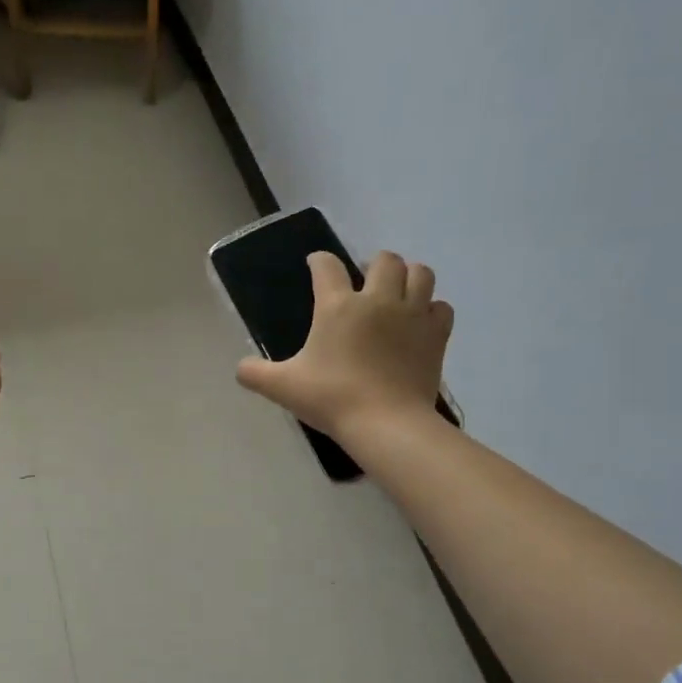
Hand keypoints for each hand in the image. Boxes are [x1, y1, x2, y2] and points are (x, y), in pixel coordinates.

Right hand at [236, 251, 451, 443]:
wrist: (386, 423)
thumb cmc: (331, 398)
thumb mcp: (283, 387)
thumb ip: (255, 373)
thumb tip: (240, 369)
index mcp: (337, 306)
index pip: (327, 266)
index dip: (319, 261)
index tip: (315, 265)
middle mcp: (378, 300)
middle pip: (385, 259)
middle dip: (373, 264)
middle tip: (364, 281)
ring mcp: (412, 315)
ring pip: (421, 273)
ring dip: (408, 276)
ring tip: (397, 292)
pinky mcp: (435, 335)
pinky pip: (441, 307)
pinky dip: (431, 309)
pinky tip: (419, 322)